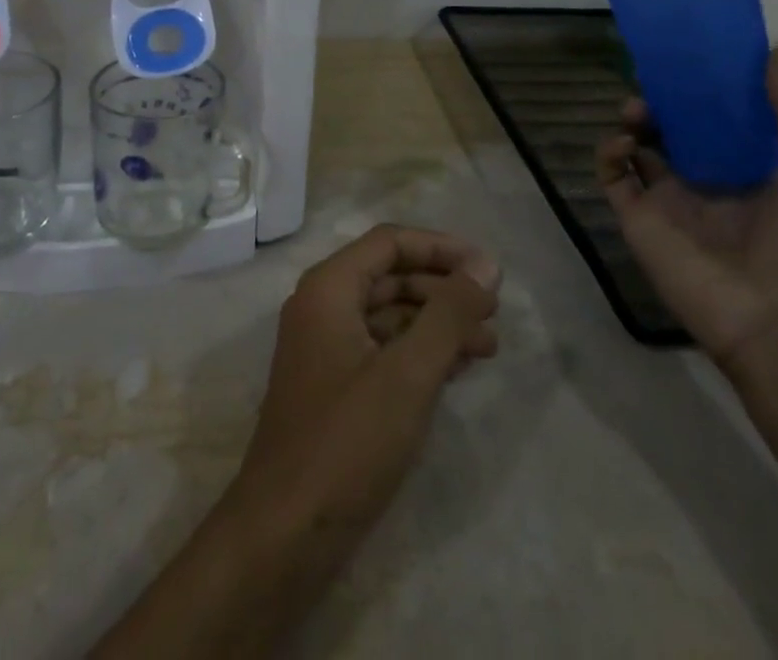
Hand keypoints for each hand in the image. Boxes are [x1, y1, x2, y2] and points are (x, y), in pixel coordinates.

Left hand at [232, 225, 502, 534]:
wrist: (284, 534)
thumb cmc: (347, 441)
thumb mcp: (409, 372)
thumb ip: (449, 314)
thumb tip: (485, 264)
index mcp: (329, 288)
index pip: (390, 243)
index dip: (441, 248)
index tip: (487, 270)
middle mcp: (322, 306)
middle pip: (390, 276)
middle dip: (443, 289)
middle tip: (493, 312)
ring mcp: (325, 348)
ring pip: (389, 315)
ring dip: (436, 323)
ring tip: (488, 346)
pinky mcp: (333, 386)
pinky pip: (382, 348)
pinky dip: (418, 352)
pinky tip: (455, 369)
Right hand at [595, 47, 777, 369]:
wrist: (776, 321)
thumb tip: (777, 49)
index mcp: (747, 169)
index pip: (719, 118)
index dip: (705, 89)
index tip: (693, 59)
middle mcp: (704, 179)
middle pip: (673, 128)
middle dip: (662, 102)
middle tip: (654, 82)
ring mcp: (668, 199)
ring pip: (638, 147)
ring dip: (634, 121)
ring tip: (637, 111)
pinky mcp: (638, 218)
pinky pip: (613, 177)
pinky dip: (608, 153)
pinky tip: (623, 143)